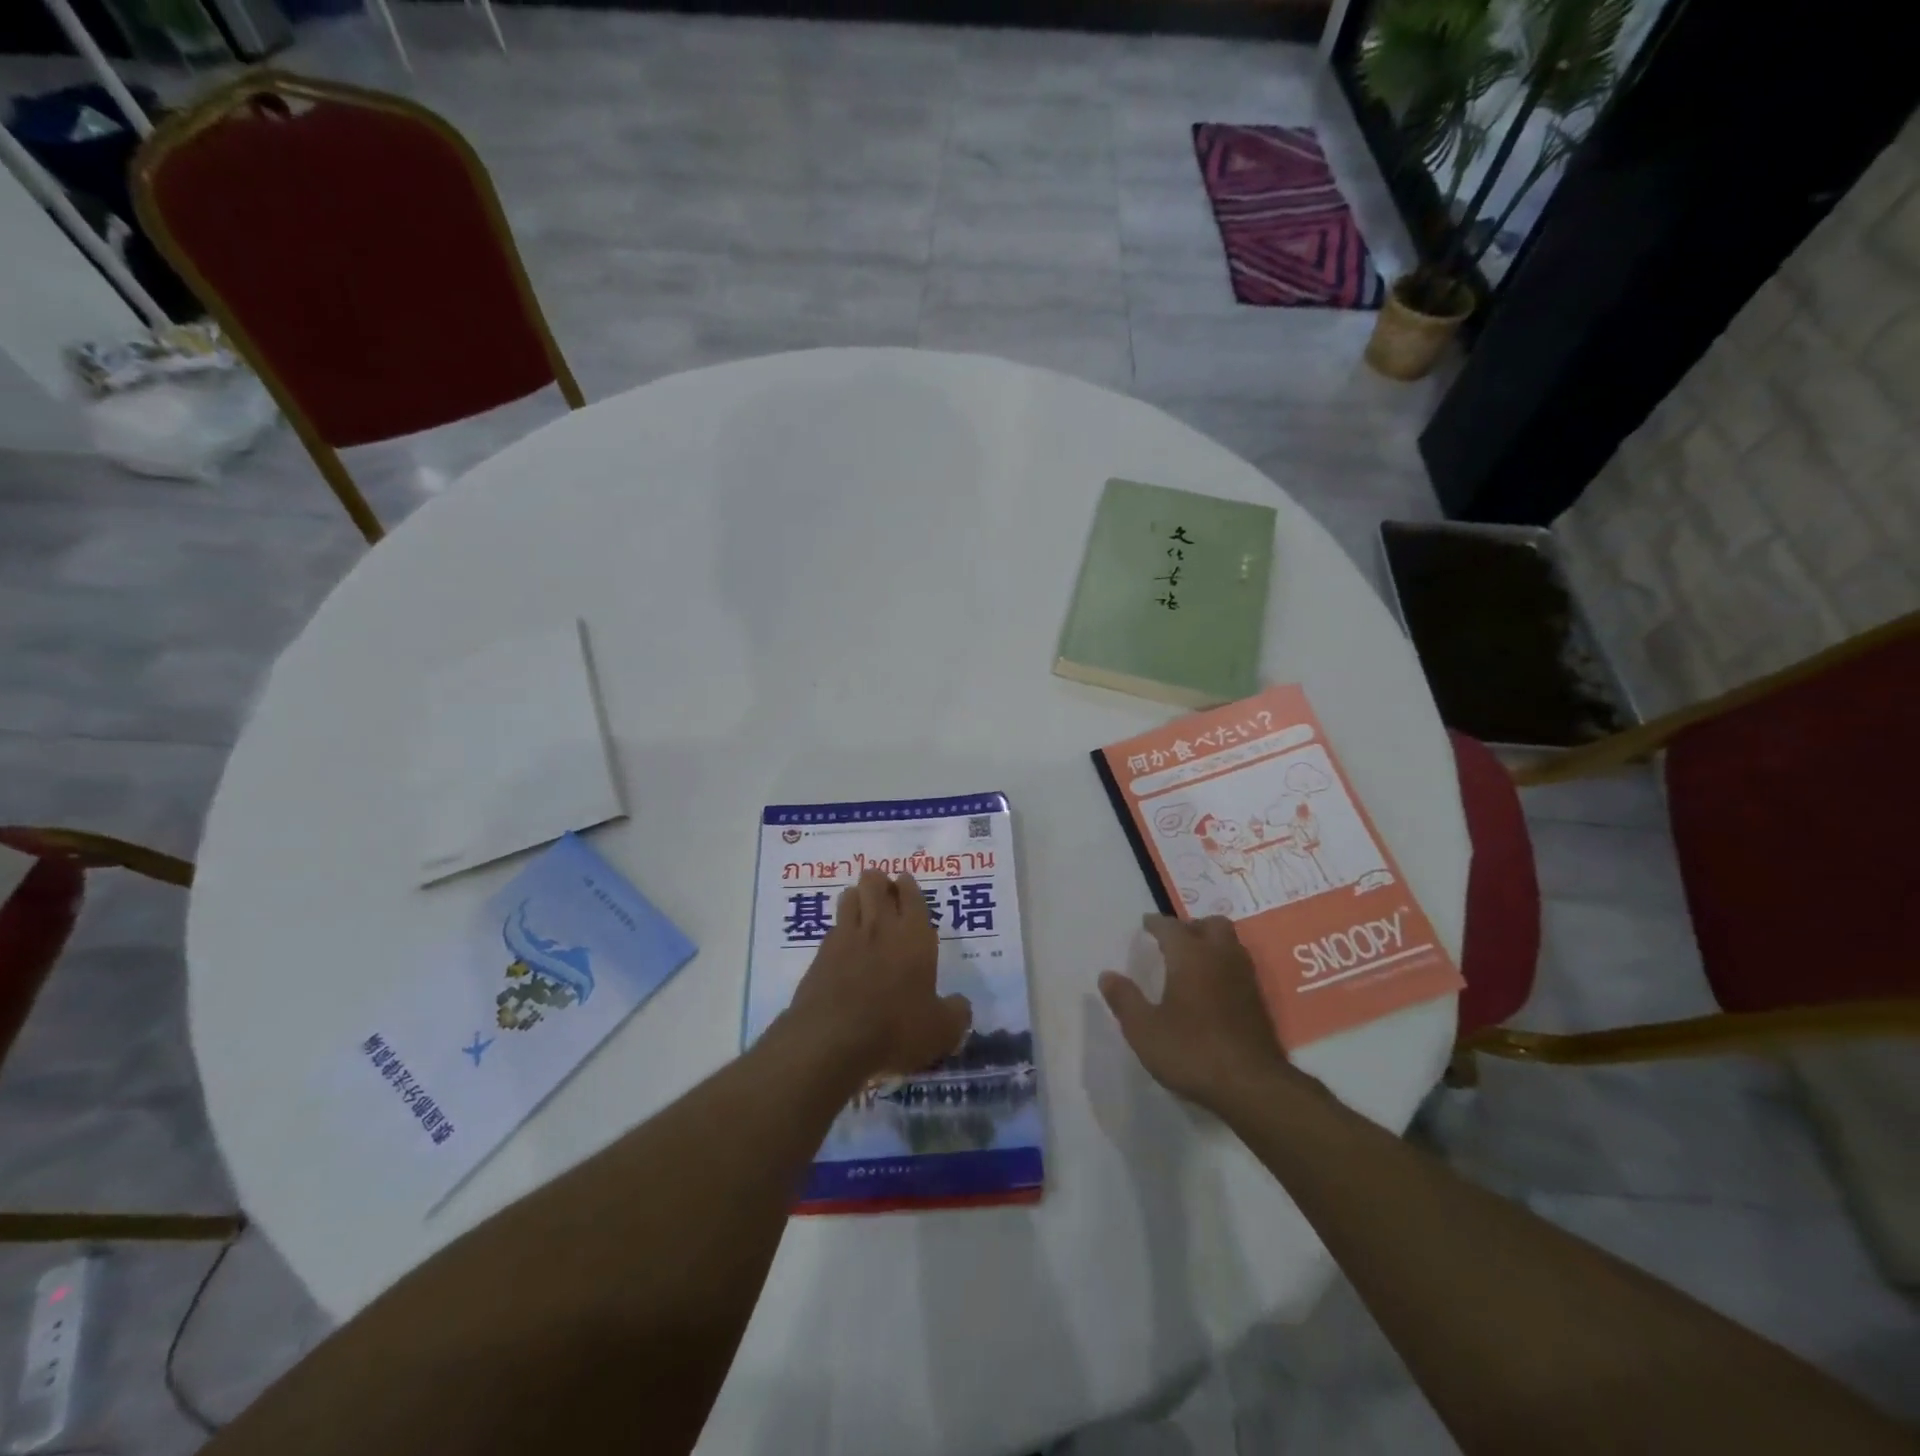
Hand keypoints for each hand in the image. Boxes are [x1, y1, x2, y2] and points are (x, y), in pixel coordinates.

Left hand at [788, 871, 971, 1079]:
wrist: (831, 1041)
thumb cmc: (895, 1030)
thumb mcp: (941, 1031)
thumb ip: (956, 1013)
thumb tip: (960, 1005)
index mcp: (913, 937)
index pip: (912, 895)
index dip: (908, 886)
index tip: (905, 884)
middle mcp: (879, 927)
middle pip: (875, 883)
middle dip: (880, 882)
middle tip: (885, 895)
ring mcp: (846, 937)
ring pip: (850, 897)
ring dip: (857, 897)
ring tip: (862, 910)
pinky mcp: (820, 955)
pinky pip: (833, 927)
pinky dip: (840, 929)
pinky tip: (843, 945)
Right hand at [1099, 915, 1311, 1115]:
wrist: (1252, 1086)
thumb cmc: (1192, 1051)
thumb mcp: (1144, 1030)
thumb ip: (1124, 999)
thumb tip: (1107, 975)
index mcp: (1190, 956)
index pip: (1171, 927)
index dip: (1156, 923)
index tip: (1145, 924)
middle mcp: (1221, 957)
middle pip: (1212, 924)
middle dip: (1192, 926)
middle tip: (1174, 941)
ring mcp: (1245, 978)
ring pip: (1231, 943)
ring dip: (1212, 943)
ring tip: (1193, 961)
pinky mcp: (1259, 1001)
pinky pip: (1239, 967)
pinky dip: (1224, 965)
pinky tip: (1212, 988)